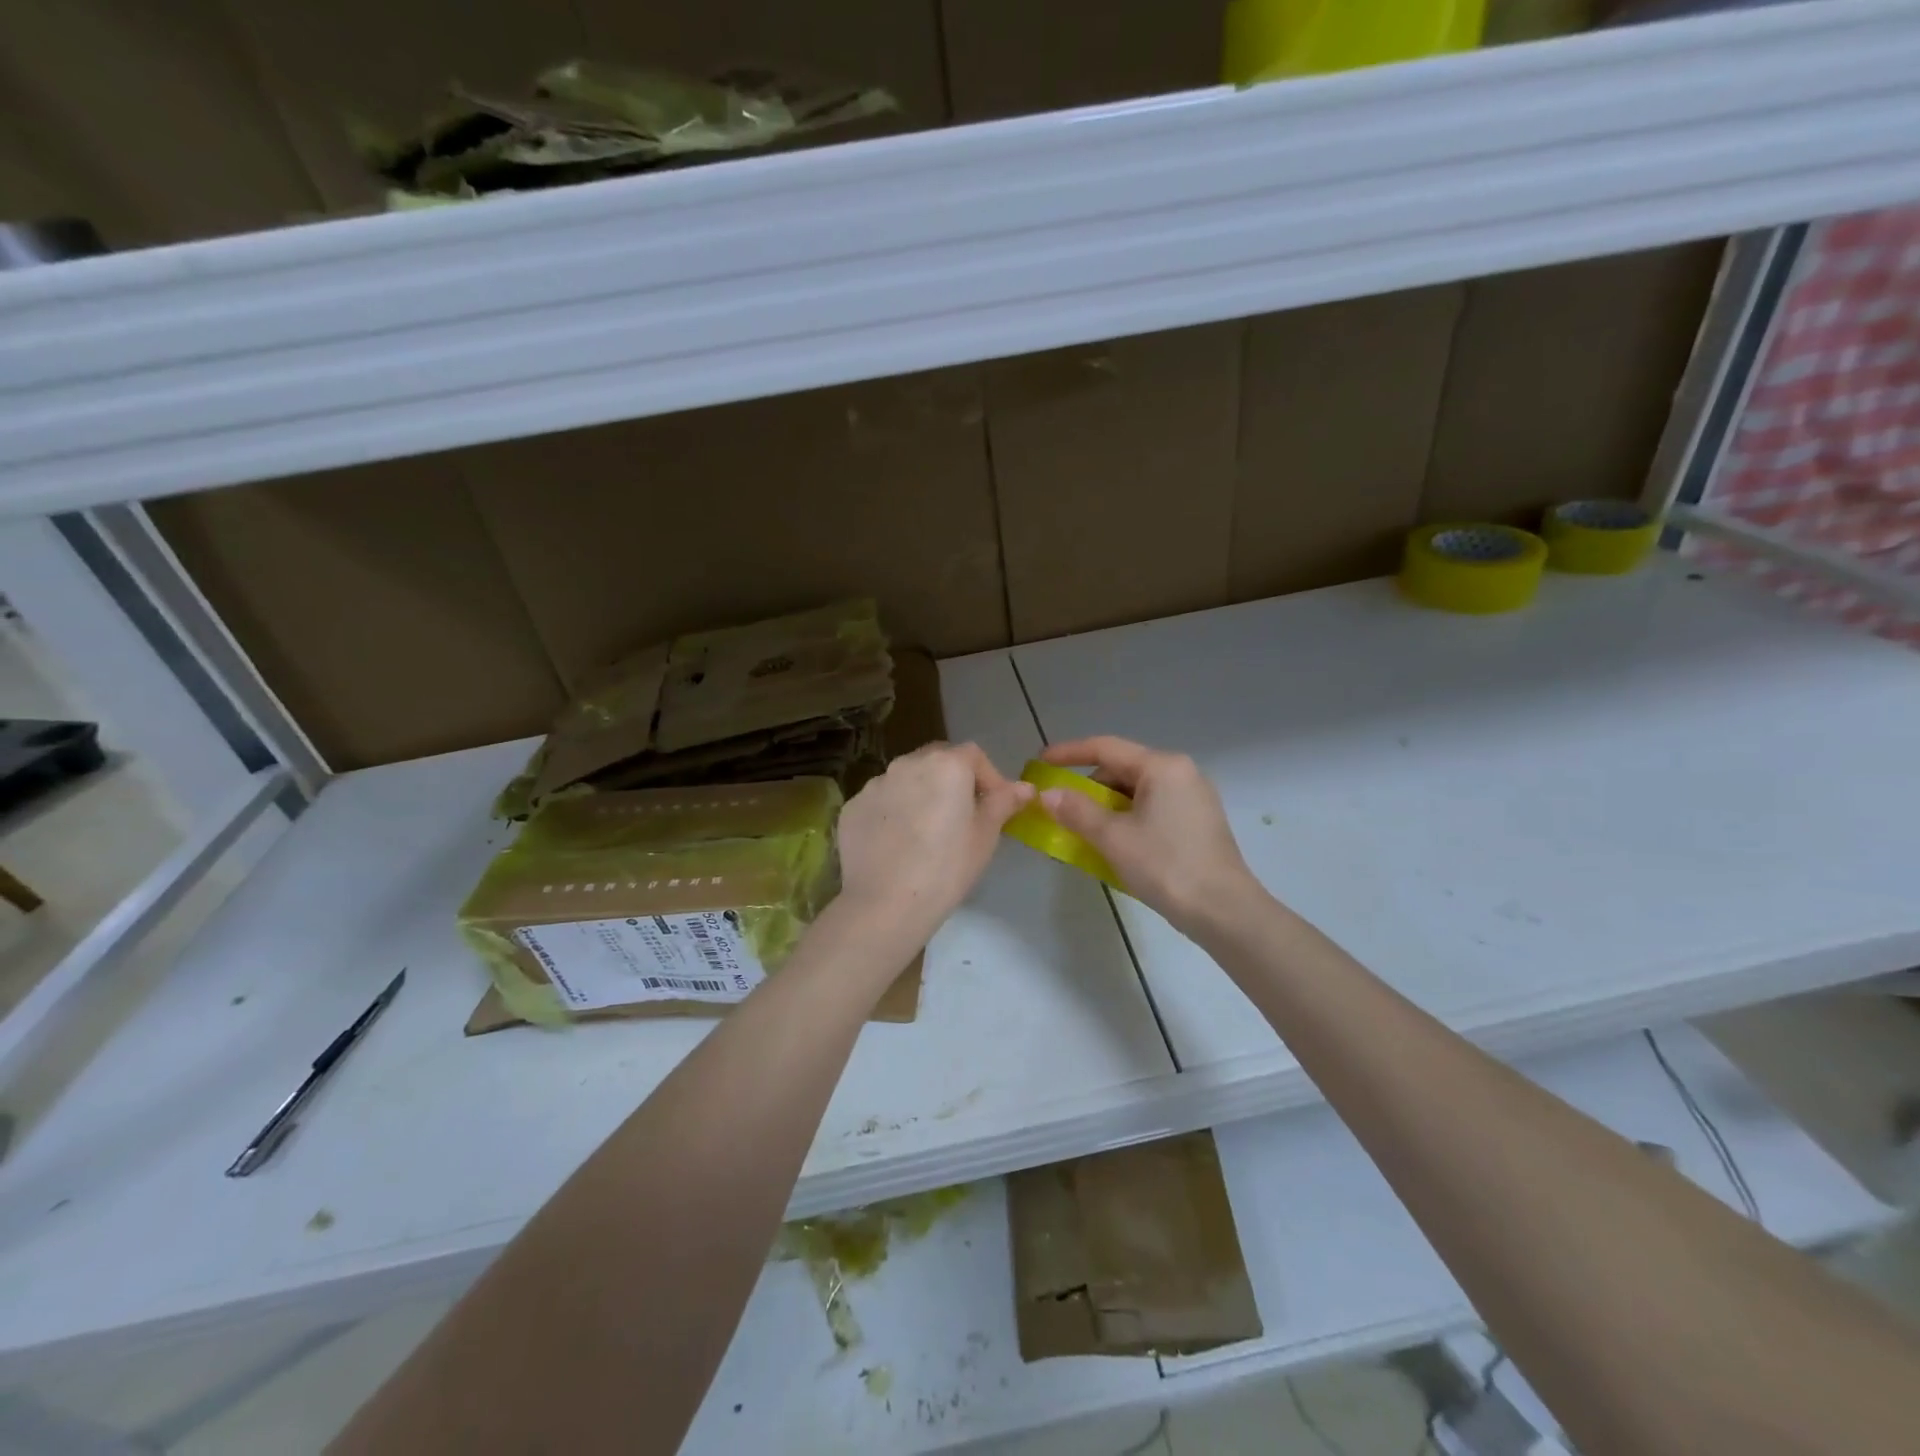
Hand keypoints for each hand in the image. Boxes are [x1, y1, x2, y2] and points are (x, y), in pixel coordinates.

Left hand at [835, 743, 1033, 949]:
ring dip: (920, 794)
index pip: (973, 755)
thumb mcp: (985, 836)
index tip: (994, 806)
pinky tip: (897, 844)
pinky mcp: (852, 807)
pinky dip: (893, 813)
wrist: (886, 904)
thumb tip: (1025, 788)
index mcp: (945, 765)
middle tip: (961, 816)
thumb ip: (1004, 803)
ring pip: (906, 779)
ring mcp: (875, 784)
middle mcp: (907, 763)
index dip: (989, 777)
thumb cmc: (947, 868)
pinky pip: (881, 802)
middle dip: (953, 780)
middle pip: (937, 760)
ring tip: (926, 832)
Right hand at [1039, 736, 1264, 937]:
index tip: (1040, 763)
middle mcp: (1181, 773)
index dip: (1068, 753)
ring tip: (1085, 833)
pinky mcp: (1199, 821)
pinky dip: (1128, 819)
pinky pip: (1153, 808)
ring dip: (1107, 808)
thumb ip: (1076, 811)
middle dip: (1088, 788)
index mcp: (1162, 766)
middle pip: (1122, 769)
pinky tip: (1115, 844)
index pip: (1106, 748)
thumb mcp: (1113, 838)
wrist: (1224, 911)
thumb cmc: (1166, 866)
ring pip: (1137, 791)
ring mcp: (1194, 797)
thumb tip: (1048, 794)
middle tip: (1062, 810)